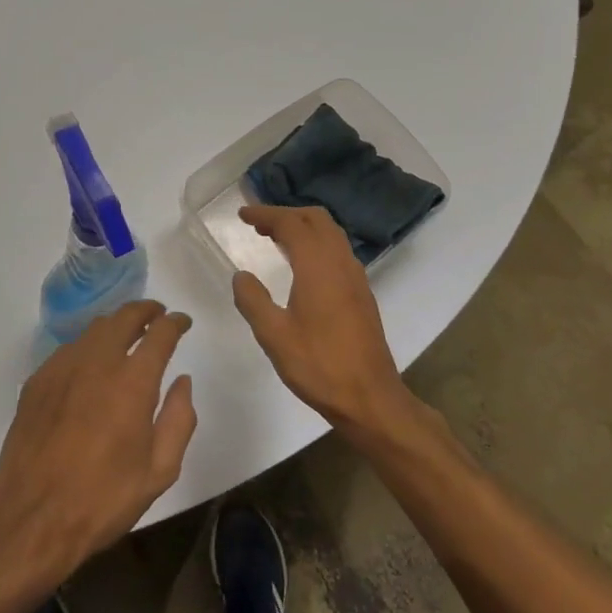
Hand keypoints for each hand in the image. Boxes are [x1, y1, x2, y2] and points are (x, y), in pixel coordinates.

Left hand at [0, 301, 196, 584]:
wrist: (31, 519)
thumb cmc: (103, 500)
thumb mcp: (159, 471)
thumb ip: (179, 420)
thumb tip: (182, 382)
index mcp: (133, 382)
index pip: (160, 333)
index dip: (175, 322)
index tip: (182, 322)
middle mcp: (97, 362)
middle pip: (124, 317)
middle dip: (146, 311)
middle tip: (157, 316)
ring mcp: (62, 368)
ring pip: (94, 329)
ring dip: (116, 325)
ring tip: (127, 336)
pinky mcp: (37, 381)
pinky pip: (69, 349)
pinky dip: (88, 346)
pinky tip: (91, 365)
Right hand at [231, 205, 409, 430]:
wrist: (370, 398)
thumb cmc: (319, 366)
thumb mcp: (274, 336)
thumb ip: (253, 300)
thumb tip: (241, 276)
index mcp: (318, 267)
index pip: (291, 224)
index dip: (265, 214)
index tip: (243, 214)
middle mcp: (341, 263)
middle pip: (316, 220)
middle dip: (286, 215)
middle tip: (259, 225)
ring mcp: (356, 277)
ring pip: (331, 234)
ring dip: (304, 227)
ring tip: (276, 240)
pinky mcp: (362, 293)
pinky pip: (338, 251)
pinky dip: (317, 244)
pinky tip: (302, 265)